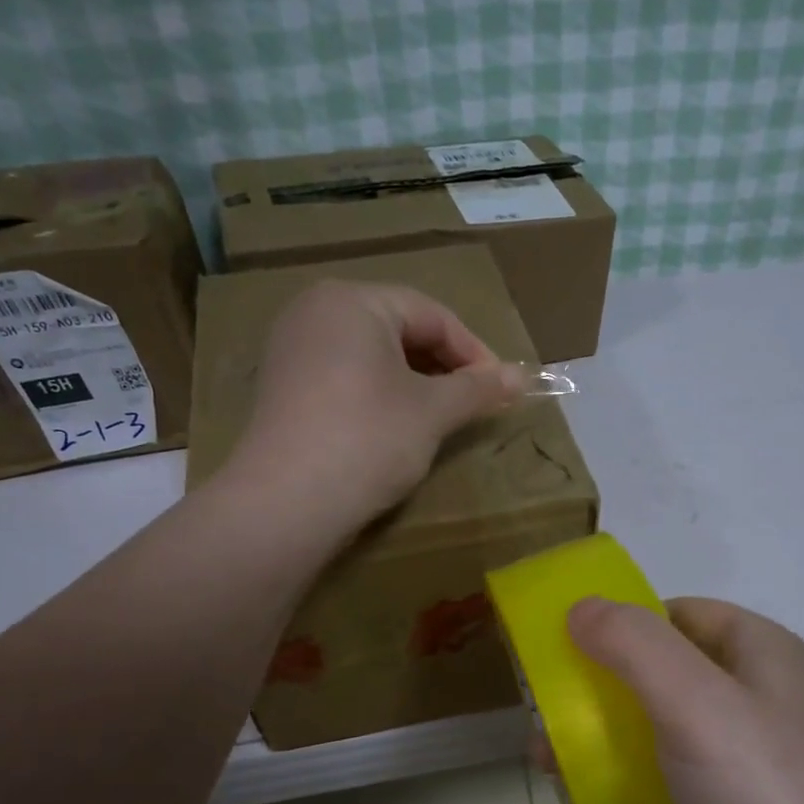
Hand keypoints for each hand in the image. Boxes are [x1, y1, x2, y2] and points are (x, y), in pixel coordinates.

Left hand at [229, 280, 525, 529]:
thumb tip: (521, 377)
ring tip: (441, 416)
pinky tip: (396, 427)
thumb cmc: (368, 439)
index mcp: (352, 301)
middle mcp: (315, 311)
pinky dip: (379, 394)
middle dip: (443, 366)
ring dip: (414, 382)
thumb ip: (478, 389)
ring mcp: (292, 349)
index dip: (474, 351)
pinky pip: (345, 376)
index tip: (501, 389)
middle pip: (399, 329)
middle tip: (474, 403)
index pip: (431, 315)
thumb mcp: (432, 412)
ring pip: (372, 355)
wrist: (287, 502)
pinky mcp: (283, 387)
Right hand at [565, 596, 803, 803]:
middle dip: (606, 690)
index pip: (681, 612)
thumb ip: (634, 644)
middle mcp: (767, 694)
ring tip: (557, 768)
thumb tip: (582, 606)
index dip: (624, 623)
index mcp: (764, 652)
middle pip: (670, 670)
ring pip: (671, 726)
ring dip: (614, 737)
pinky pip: (684, 775)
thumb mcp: (693, 704)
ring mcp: (763, 755)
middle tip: (551, 722)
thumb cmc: (762, 794)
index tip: (570, 654)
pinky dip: (641, 779)